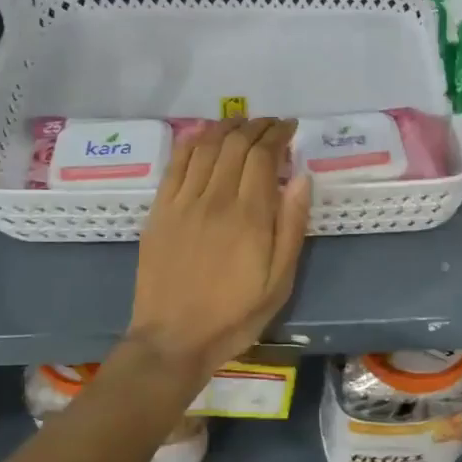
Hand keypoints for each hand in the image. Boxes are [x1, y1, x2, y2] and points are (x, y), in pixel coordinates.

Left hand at [123, 118, 311, 381]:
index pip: (263, 156)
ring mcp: (183, 202)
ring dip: (226, 127)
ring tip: (242, 121)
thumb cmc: (235, 315)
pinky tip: (203, 134)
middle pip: (235, 144)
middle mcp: (215, 198)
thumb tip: (302, 178)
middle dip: (257, 126)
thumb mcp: (279, 281)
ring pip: (206, 146)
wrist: (173, 339)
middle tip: (271, 124)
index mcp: (249, 216)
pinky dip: (192, 141)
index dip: (277, 134)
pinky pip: (176, 163)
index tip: (290, 128)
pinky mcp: (160, 210)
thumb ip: (292, 227)